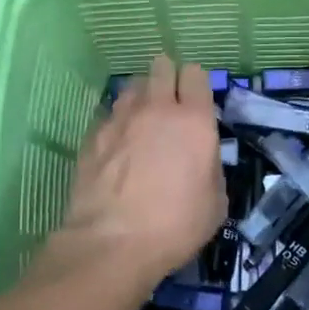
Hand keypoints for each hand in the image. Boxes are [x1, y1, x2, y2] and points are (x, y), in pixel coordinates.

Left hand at [55, 55, 226, 290]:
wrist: (112, 242)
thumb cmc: (175, 226)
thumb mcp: (216, 203)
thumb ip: (210, 167)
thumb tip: (201, 158)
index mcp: (194, 121)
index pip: (196, 75)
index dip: (196, 83)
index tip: (196, 100)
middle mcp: (156, 109)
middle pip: (160, 67)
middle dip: (167, 77)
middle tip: (170, 101)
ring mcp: (120, 119)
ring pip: (132, 86)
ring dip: (141, 96)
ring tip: (142, 120)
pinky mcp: (93, 135)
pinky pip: (109, 114)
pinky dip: (117, 122)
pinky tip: (118, 144)